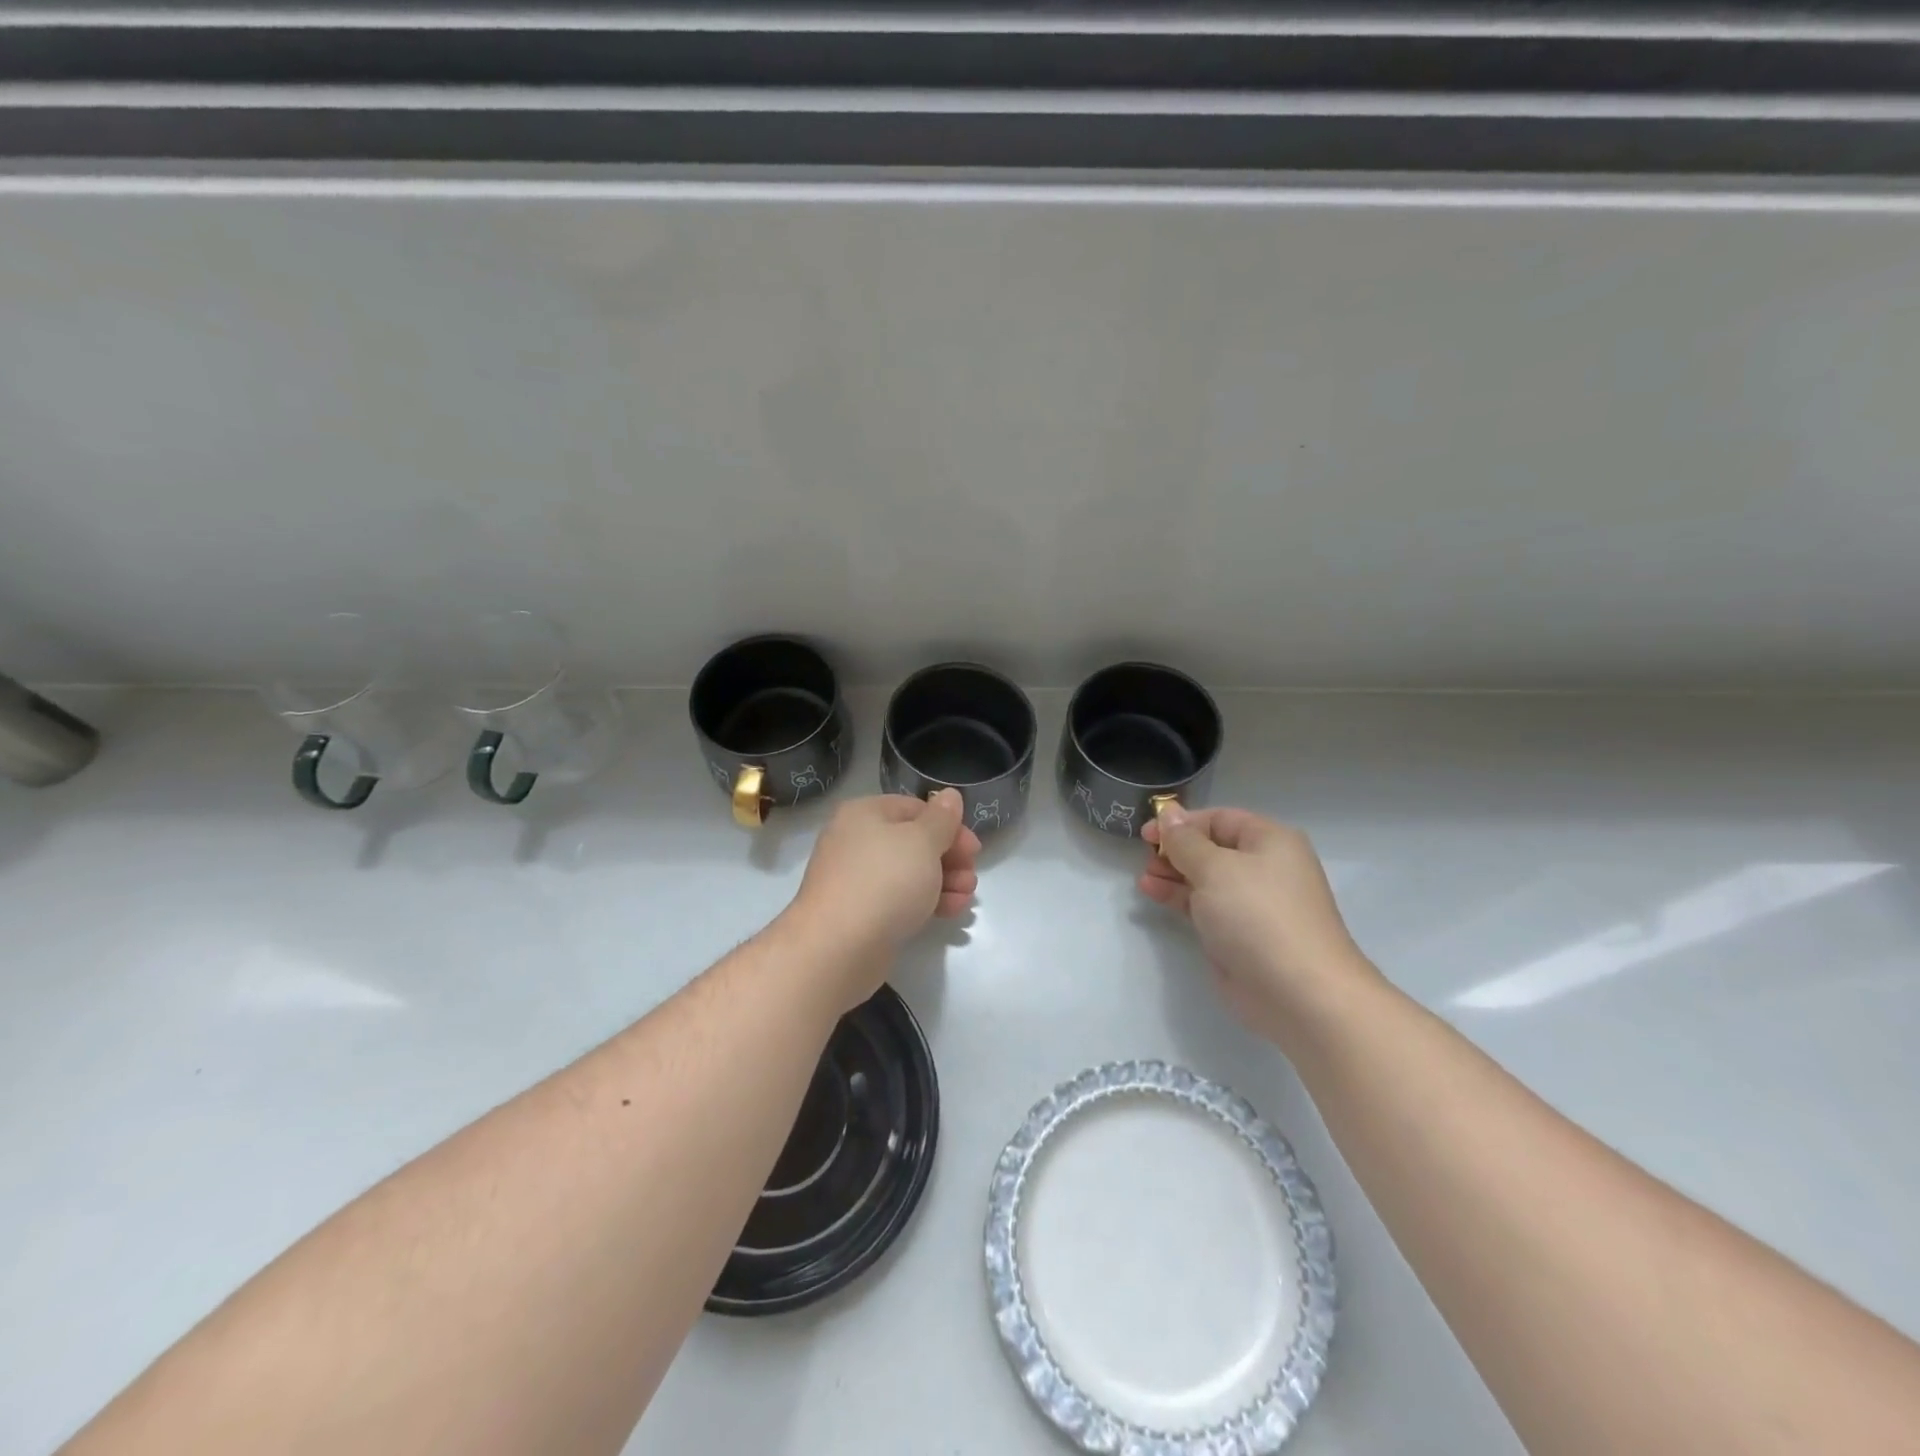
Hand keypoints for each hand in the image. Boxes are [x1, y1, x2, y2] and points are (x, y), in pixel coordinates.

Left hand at [784, 791, 980, 1008]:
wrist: (837, 948)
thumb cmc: (884, 882)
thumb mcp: (922, 842)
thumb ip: (941, 818)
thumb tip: (949, 795)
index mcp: (865, 813)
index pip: (916, 808)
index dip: (950, 826)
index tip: (974, 849)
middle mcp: (856, 840)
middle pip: (914, 841)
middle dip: (950, 857)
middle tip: (971, 875)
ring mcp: (856, 878)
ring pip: (909, 872)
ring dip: (943, 880)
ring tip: (966, 897)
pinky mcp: (861, 912)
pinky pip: (899, 898)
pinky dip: (926, 900)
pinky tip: (951, 911)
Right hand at [1140, 806, 1373, 1045]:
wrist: (1298, 993)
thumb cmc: (1257, 916)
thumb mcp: (1215, 868)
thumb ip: (1185, 841)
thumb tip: (1168, 812)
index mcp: (1270, 841)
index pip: (1219, 819)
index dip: (1182, 823)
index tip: (1146, 833)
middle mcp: (1264, 867)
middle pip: (1211, 847)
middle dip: (1176, 850)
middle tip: (1145, 858)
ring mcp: (1252, 903)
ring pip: (1205, 878)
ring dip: (1173, 874)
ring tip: (1144, 879)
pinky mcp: (1239, 934)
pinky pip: (1204, 905)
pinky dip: (1179, 897)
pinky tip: (1153, 893)